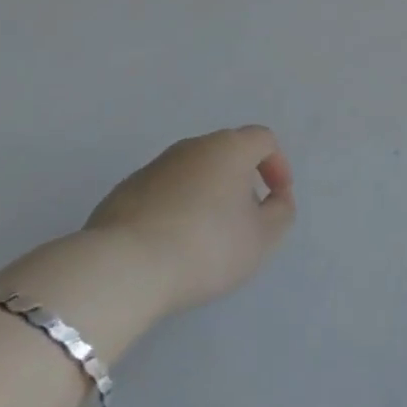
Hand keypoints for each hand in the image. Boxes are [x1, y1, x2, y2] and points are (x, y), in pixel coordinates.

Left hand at [84, 126, 296, 315]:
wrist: (125, 266)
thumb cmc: (207, 246)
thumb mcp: (262, 238)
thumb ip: (281, 212)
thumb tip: (276, 198)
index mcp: (229, 147)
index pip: (263, 139)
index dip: (277, 165)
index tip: (276, 199)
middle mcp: (192, 146)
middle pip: (226, 153)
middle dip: (241, 181)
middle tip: (244, 220)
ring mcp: (154, 166)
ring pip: (193, 172)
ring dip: (206, 195)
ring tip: (206, 238)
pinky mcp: (125, 190)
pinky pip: (163, 192)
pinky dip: (175, 209)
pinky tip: (171, 245)